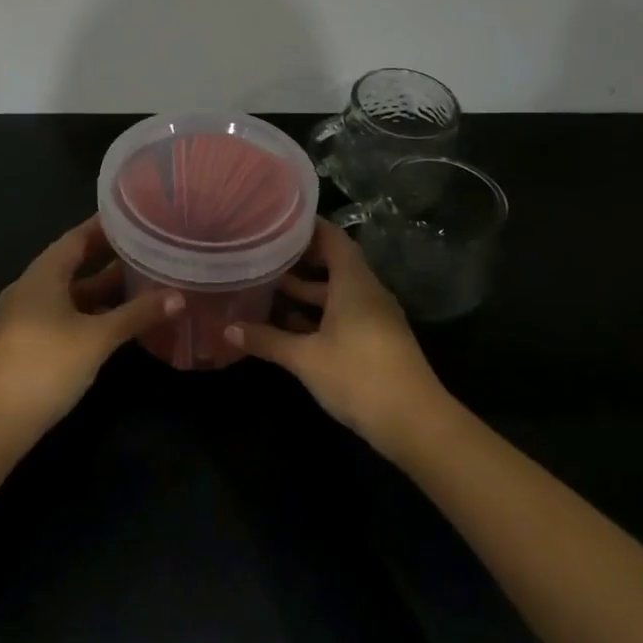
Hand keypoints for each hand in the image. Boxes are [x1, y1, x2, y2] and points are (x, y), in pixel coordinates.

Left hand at [0, 216, 182, 442]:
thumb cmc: (45, 366)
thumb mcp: (97, 339)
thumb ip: (137, 315)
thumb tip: (179, 296)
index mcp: (41, 275)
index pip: (76, 237)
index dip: (105, 226)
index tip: (137, 217)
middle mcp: (31, 288)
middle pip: (73, 264)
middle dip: (110, 258)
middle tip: (148, 248)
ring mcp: (26, 317)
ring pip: (70, 293)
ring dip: (103, 289)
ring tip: (142, 281)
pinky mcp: (28, 343)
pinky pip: (65, 315)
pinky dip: (91, 312)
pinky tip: (117, 321)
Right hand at [225, 219, 445, 454]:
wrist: (414, 423)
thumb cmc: (358, 376)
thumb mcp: (305, 357)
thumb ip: (267, 340)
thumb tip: (227, 329)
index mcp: (354, 283)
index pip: (332, 238)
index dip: (307, 226)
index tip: (276, 220)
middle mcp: (367, 292)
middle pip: (334, 262)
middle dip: (300, 258)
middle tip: (264, 251)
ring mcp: (374, 317)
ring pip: (337, 291)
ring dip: (307, 289)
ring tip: (268, 285)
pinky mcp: (376, 340)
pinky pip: (343, 313)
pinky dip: (318, 313)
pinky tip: (289, 324)